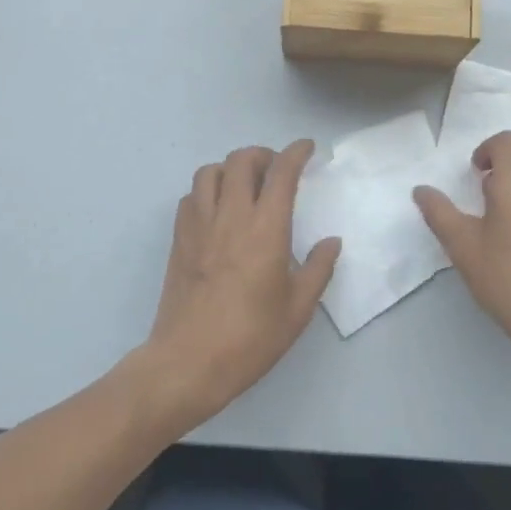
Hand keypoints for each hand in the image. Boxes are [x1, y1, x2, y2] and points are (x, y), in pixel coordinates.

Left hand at [138, 141, 340, 430]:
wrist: (188, 362)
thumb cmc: (250, 338)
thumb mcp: (298, 309)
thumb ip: (318, 269)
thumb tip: (331, 242)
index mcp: (266, 228)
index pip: (281, 172)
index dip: (296, 152)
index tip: (306, 148)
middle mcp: (231, 216)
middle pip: (241, 160)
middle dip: (262, 154)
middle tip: (276, 169)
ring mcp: (199, 225)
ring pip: (210, 171)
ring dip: (230, 168)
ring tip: (244, 185)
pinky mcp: (179, 239)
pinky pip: (191, 196)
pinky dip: (207, 191)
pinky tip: (218, 211)